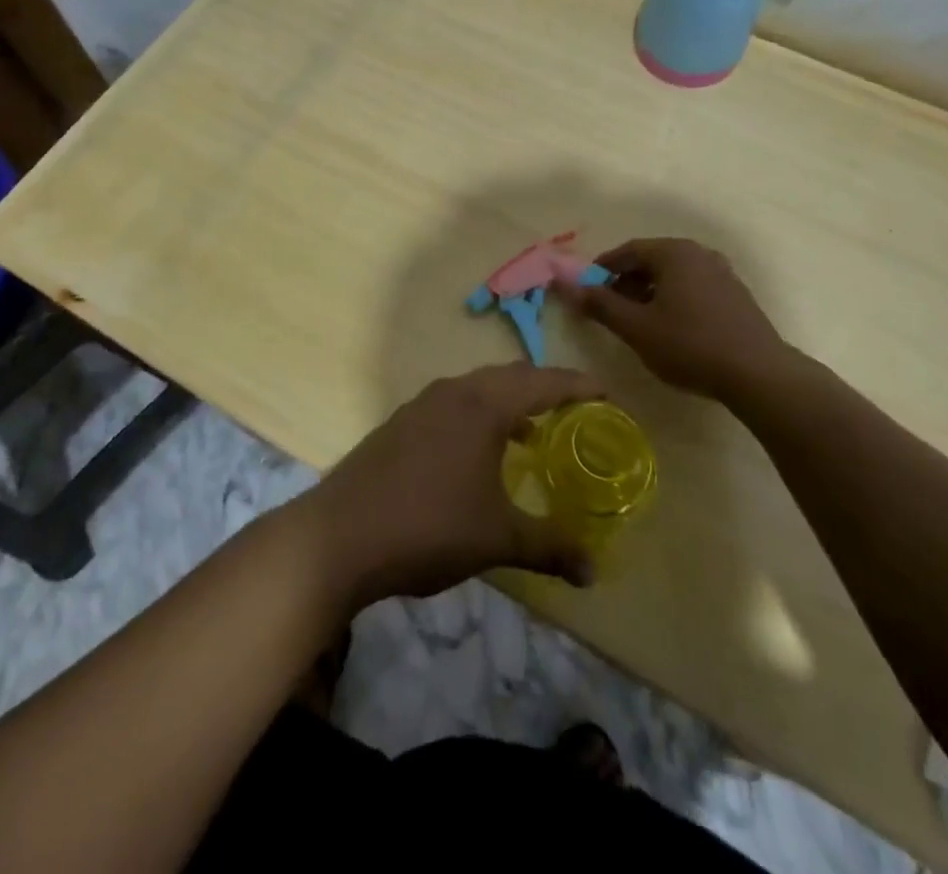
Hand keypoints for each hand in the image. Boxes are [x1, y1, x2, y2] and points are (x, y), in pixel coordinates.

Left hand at [302, 365, 598, 609]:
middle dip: (546, 390)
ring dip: (510, 403)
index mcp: (484, 404)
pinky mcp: (401, 422)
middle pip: (512, 376)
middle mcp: (454, 391)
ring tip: (533, 436)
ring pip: (479, 388)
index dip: (580, 386)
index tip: (609, 395)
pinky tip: (480, 454)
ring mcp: (422, 403)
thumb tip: (593, 572)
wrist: (338, 536)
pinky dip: (480, 416)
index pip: (544, 382)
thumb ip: (549, 547)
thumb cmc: (428, 527)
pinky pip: (454, 404)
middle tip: (576, 412)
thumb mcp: (497, 540)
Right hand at [569, 238, 812, 399]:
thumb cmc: (690, 345)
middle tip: (609, 308)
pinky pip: (694, 287)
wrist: (758, 374)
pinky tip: (671, 328)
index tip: (587, 290)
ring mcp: (722, 273)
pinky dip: (674, 299)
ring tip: (637, 321)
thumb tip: (566, 284)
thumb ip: (600, 304)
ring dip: (650, 292)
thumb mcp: (636, 328)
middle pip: (652, 260)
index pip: (628, 250)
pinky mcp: (736, 295)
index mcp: (674, 253)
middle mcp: (699, 253)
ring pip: (674, 275)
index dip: (603, 269)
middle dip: (626, 281)